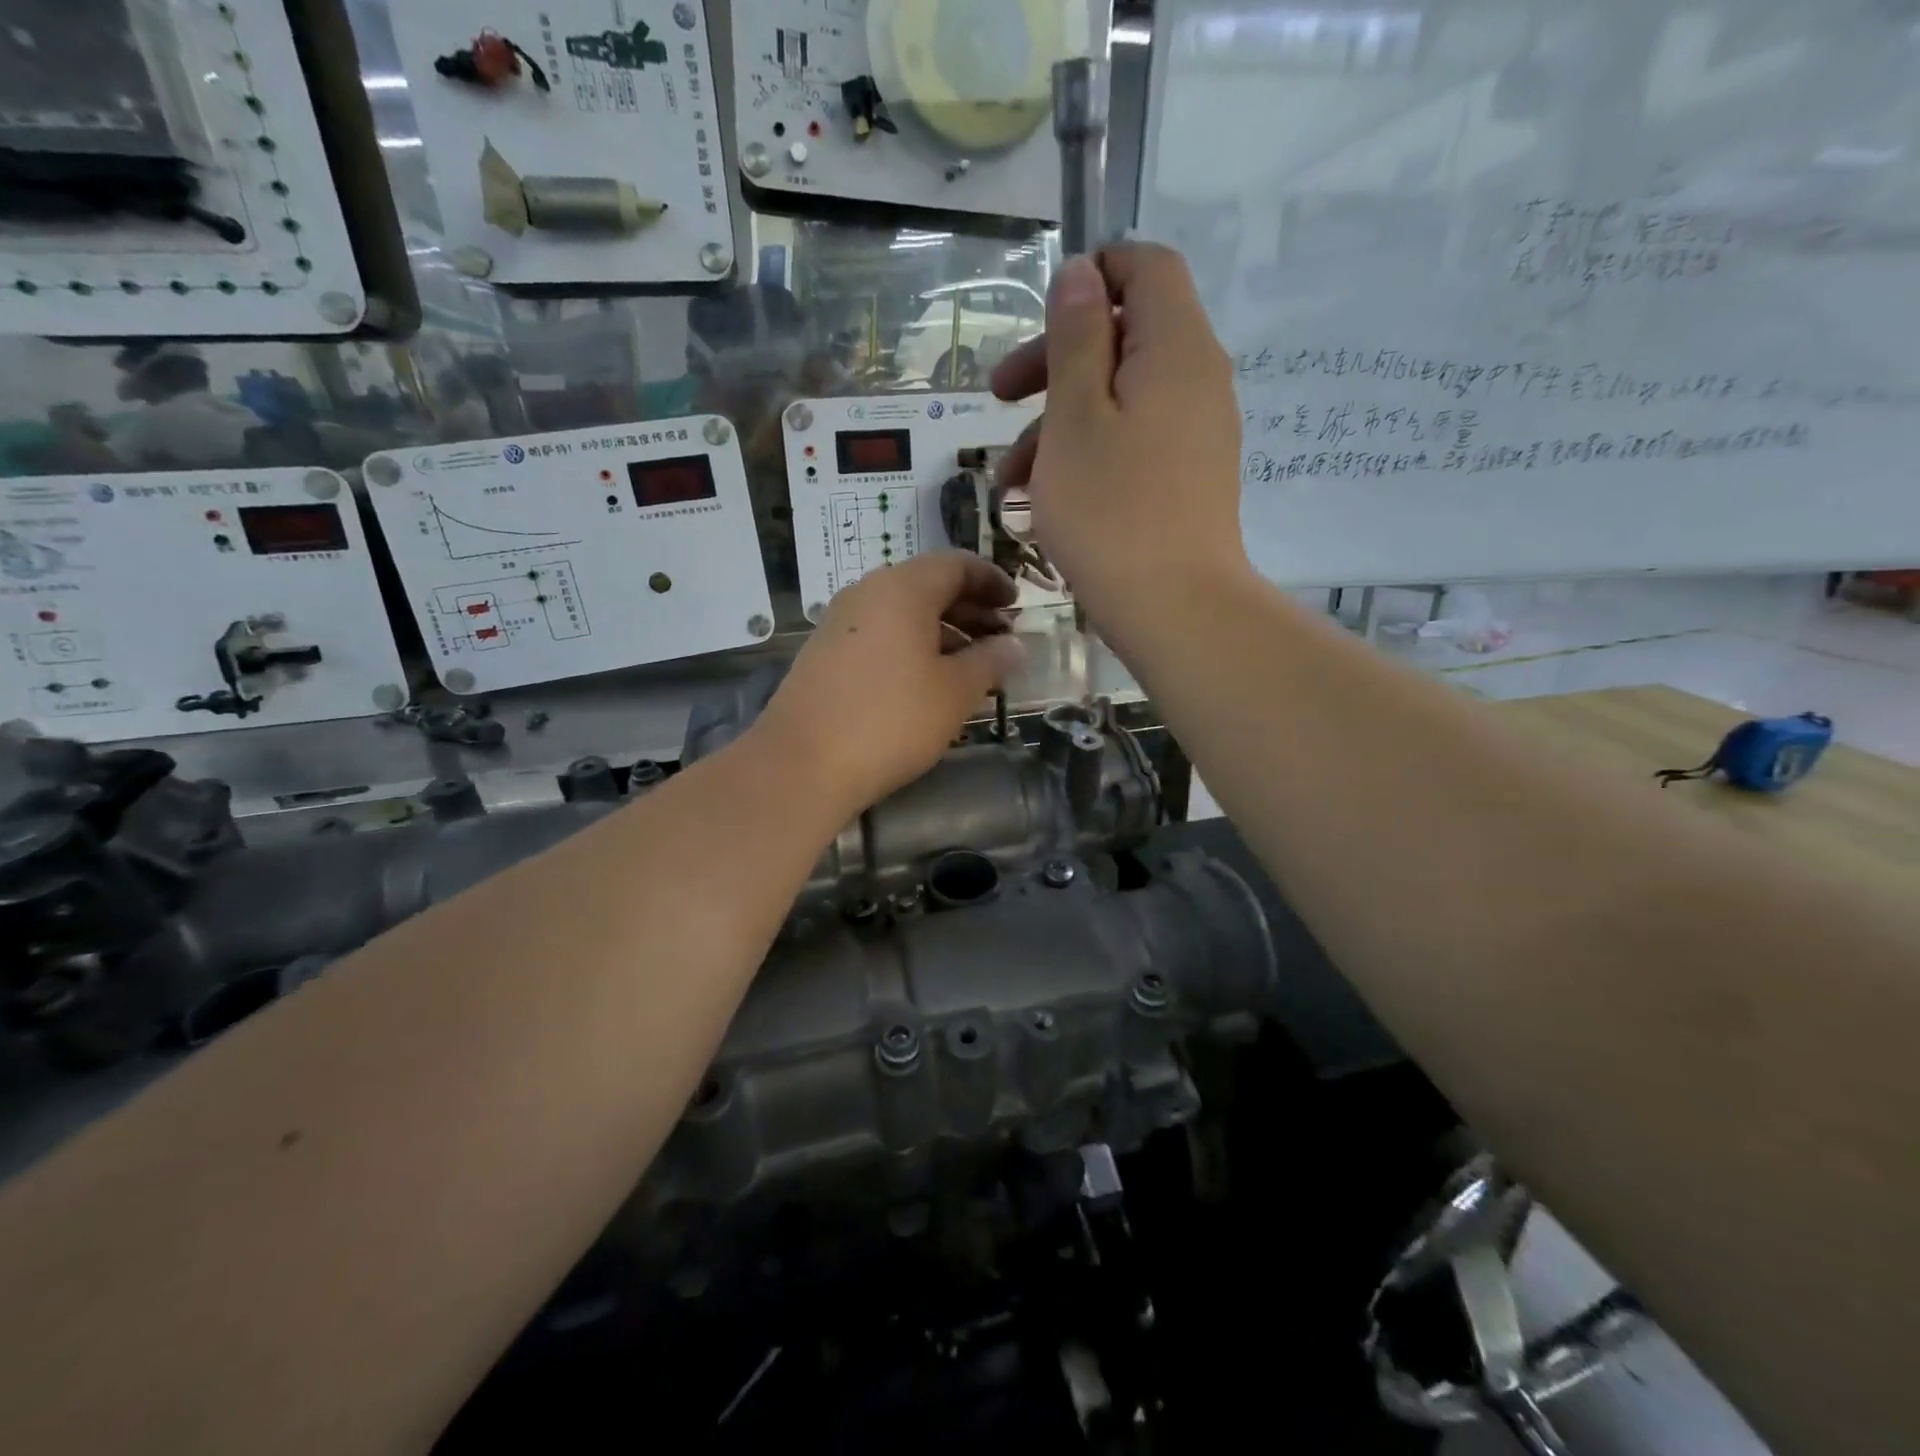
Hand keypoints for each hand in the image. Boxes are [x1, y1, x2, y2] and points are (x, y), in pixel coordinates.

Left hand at [752, 552, 1024, 815]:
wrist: (803, 763)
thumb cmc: (891, 720)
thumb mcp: (954, 692)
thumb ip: (990, 662)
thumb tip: (1016, 645)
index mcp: (903, 588)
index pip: (957, 564)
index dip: (992, 581)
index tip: (1017, 605)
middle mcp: (867, 593)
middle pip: (928, 586)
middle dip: (970, 609)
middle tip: (1000, 639)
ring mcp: (840, 622)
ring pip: (902, 613)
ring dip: (942, 631)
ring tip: (970, 666)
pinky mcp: (824, 653)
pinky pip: (880, 634)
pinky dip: (911, 646)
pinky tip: (926, 682)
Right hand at [991, 244, 1250, 643]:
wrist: (1175, 609)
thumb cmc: (1111, 512)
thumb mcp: (1075, 418)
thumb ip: (1076, 338)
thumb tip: (1081, 274)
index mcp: (1175, 348)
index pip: (1145, 267)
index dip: (1091, 277)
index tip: (1039, 322)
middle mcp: (1197, 379)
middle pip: (1124, 337)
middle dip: (1054, 362)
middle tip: (998, 398)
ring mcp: (1196, 433)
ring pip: (1119, 399)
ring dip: (1058, 423)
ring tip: (1010, 479)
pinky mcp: (1187, 478)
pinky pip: (1133, 442)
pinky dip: (1088, 455)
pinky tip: (1044, 499)